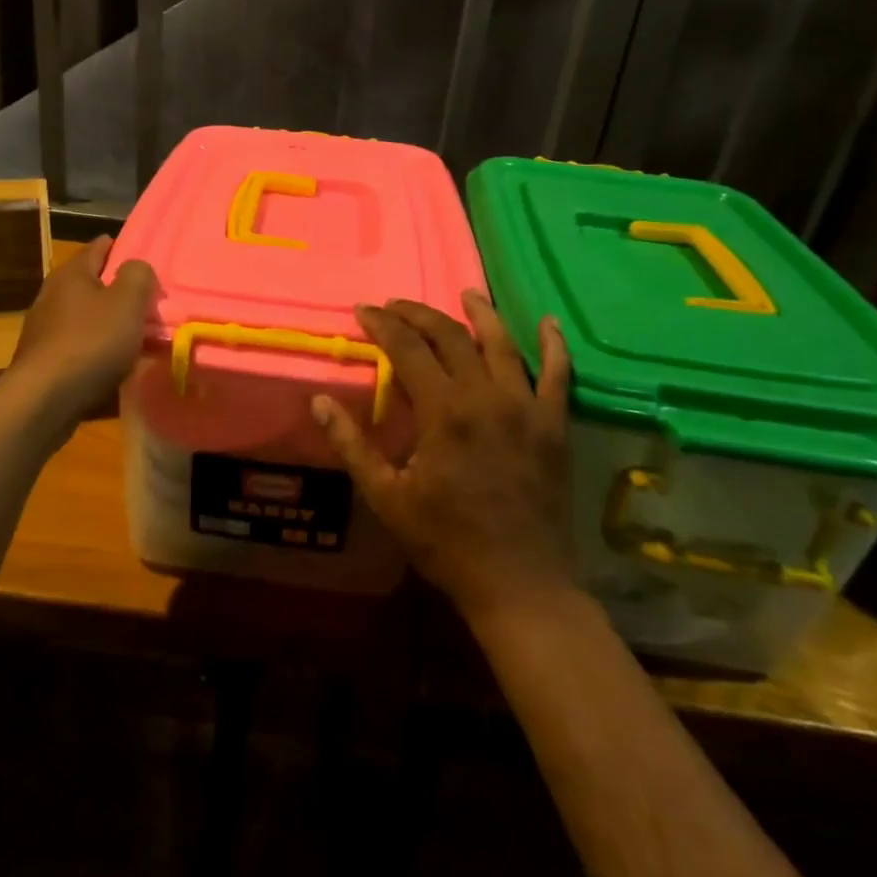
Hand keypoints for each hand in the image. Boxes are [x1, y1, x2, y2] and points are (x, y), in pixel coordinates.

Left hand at [12, 237, 156, 416]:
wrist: (45, 399)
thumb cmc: (91, 342)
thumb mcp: (127, 303)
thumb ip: (137, 276)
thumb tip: (136, 266)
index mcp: (72, 273)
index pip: (99, 247)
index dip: (121, 247)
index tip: (143, 256)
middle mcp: (53, 294)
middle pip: (92, 283)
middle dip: (118, 289)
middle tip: (148, 300)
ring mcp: (45, 328)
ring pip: (87, 316)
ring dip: (110, 322)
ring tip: (137, 334)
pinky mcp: (45, 359)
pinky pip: (81, 344)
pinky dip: (99, 348)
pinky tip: (115, 362)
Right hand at [312, 290, 574, 621]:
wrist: (520, 583)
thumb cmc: (445, 542)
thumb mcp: (386, 496)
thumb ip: (351, 444)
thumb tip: (318, 401)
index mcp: (443, 411)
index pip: (407, 348)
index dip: (383, 324)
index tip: (364, 310)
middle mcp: (486, 397)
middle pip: (451, 336)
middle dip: (419, 314)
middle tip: (396, 305)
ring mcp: (526, 408)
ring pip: (502, 344)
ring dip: (482, 314)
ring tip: (467, 293)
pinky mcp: (554, 425)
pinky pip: (558, 375)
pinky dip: (554, 346)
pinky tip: (549, 324)